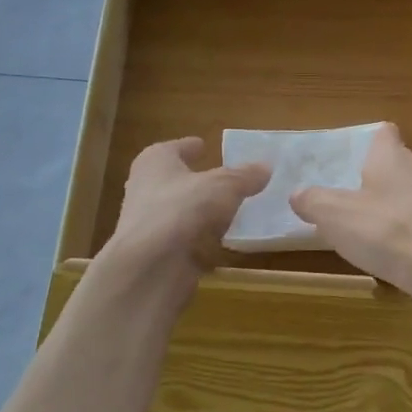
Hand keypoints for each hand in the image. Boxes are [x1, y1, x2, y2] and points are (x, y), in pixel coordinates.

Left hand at [100, 137, 269, 295]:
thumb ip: (245, 176)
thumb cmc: (183, 209)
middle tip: (222, 178)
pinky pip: (185, 238)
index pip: (174, 148)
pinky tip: (222, 240)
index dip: (190, 146)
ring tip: (229, 210)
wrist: (151, 265)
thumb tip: (266, 166)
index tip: (204, 145)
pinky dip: (201, 237)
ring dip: (200, 210)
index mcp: (155, 161)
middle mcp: (146, 188)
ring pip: (180, 210)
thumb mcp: (225, 185)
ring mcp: (149, 222)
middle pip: (174, 179)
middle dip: (195, 179)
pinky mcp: (158, 252)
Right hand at [290, 123, 411, 333]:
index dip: (365, 139)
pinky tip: (383, 257)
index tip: (344, 154)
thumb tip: (298, 194)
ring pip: (406, 201)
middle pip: (395, 168)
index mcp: (392, 159)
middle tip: (340, 195)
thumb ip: (314, 201)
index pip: (383, 134)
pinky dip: (399, 240)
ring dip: (385, 212)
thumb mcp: (336, 214)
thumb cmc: (390, 231)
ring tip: (356, 228)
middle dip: (370, 179)